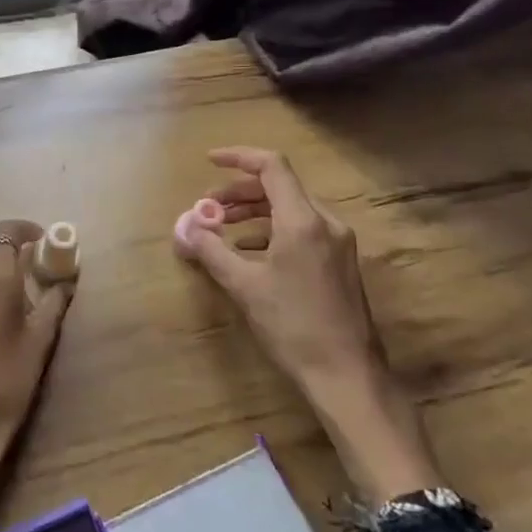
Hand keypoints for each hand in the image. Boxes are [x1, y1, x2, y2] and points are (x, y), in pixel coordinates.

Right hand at [183, 147, 441, 503]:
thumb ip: (211, 250)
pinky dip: (272, 228)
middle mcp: (326, 222)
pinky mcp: (341, 261)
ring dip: (255, 210)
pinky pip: (302, 229)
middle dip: (240, 191)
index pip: (272, 167)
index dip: (238, 157)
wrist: (346, 373)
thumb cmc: (292, 326)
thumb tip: (185, 228)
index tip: (209, 161)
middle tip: (208, 206)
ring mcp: (338, 242)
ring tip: (223, 226)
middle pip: (280, 186)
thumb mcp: (244, 286)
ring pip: (292, 208)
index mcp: (302, 221)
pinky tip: (251, 250)